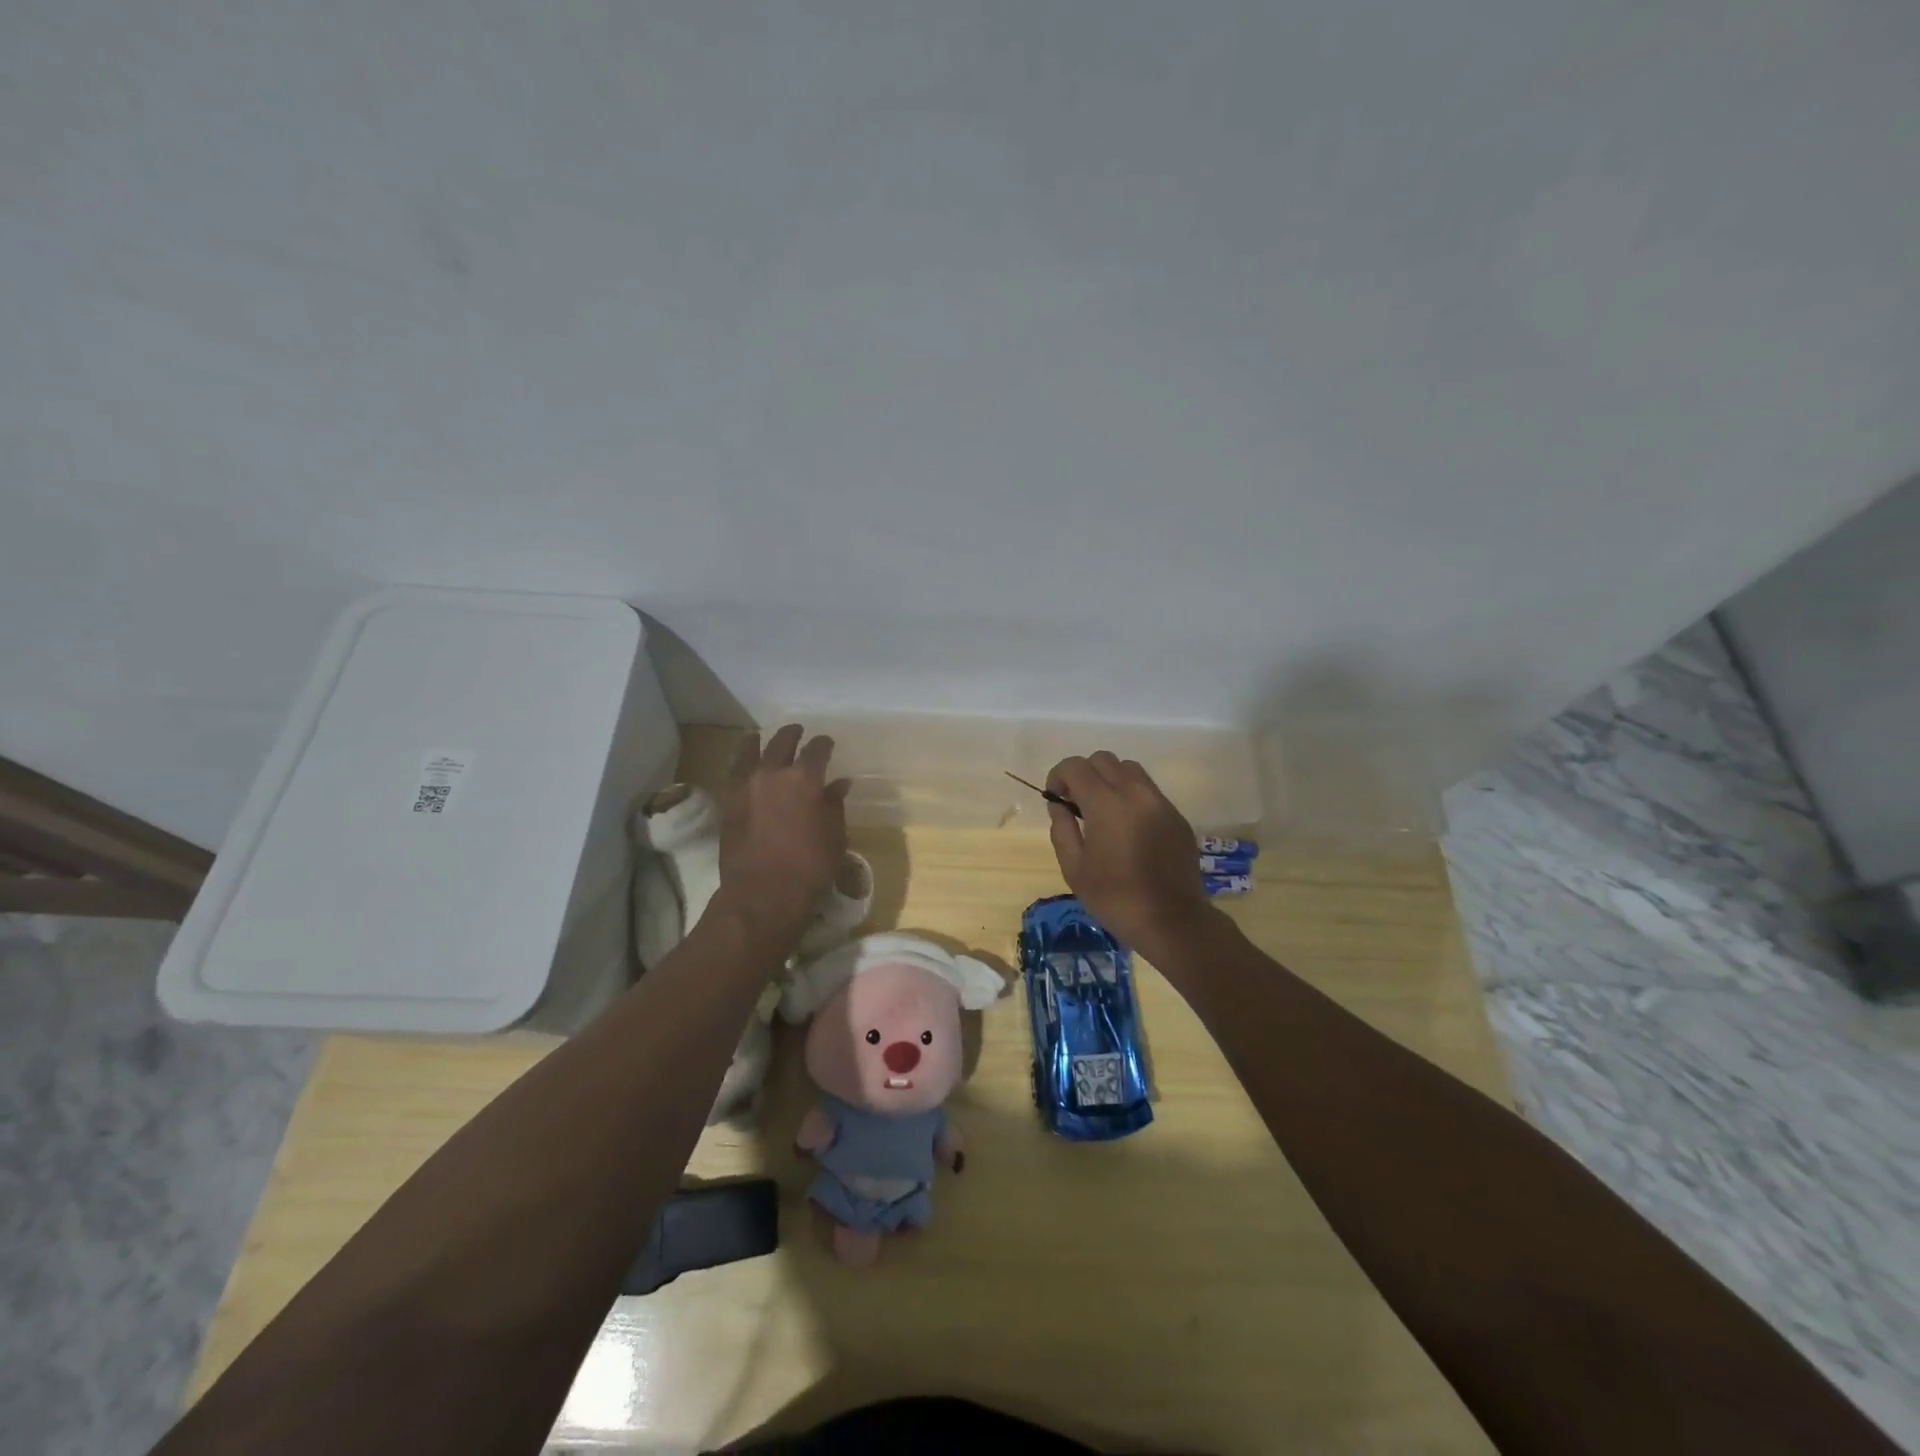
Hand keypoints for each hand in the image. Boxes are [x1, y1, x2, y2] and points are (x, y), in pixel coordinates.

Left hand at [716, 724, 850, 941]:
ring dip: (760, 742)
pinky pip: (735, 772)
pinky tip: (747, 766)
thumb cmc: (809, 866)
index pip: (817, 749)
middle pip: (781, 741)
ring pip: (750, 751)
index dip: (824, 744)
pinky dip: (743, 763)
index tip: (827, 744)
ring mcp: (746, 786)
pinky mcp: (728, 802)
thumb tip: (838, 783)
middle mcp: (773, 773)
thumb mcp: (835, 835)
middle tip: (797, 731)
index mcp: (804, 778)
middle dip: (792, 734)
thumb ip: (834, 804)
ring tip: (762, 739)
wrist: (762, 893)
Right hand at [1045, 752, 1216, 957]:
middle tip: (1076, 803)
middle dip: (1083, 774)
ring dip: (1109, 780)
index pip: (1076, 766)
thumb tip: (1058, 806)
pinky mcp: (1176, 816)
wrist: (1171, 920)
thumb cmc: (1115, 897)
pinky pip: (1148, 790)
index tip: (1055, 797)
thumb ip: (1062, 829)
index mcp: (1106, 803)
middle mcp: (1135, 792)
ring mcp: (1160, 802)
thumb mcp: (1074, 868)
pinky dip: (1131, 796)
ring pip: (1129, 769)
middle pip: (1103, 759)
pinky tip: (1128, 827)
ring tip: (1103, 810)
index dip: (1059, 775)